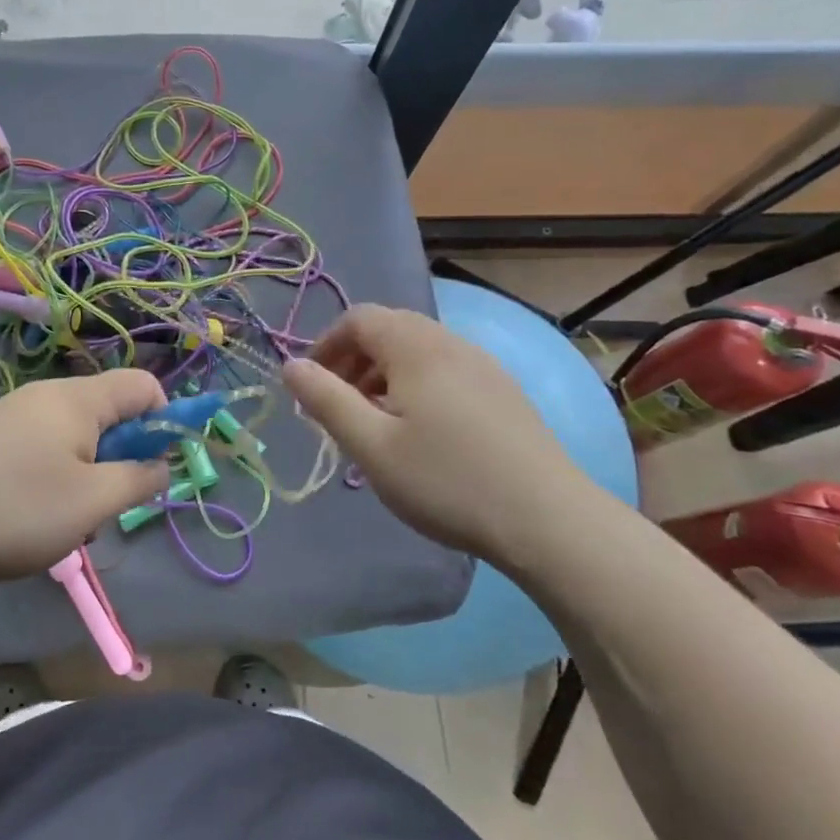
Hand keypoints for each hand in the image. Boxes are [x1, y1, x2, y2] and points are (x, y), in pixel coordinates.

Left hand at [0, 370, 170, 580]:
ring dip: (85, 478)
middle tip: (103, 506)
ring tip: (62, 523)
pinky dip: (52, 480)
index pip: (144, 385)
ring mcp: (14, 415)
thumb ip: (139, 480)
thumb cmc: (13, 508)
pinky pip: (42, 450)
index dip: (165, 421)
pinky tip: (28, 519)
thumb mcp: (91, 503)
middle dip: (120, 459)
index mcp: (78, 399)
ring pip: (75, 438)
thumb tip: (162, 464)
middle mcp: (47, 396)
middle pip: (109, 413)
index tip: (154, 468)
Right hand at [283, 304, 605, 561]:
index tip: (312, 386)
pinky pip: (445, 369)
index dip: (326, 344)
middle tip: (340, 404)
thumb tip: (290, 366)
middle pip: (389, 328)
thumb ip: (325, 400)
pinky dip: (416, 384)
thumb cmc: (447, 480)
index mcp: (415, 346)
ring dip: (384, 373)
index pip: (358, 318)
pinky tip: (421, 431)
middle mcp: (450, 343)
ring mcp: (483, 365)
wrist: (549, 521)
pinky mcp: (503, 391)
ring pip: (418, 350)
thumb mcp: (371, 445)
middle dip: (354, 359)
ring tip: (376, 421)